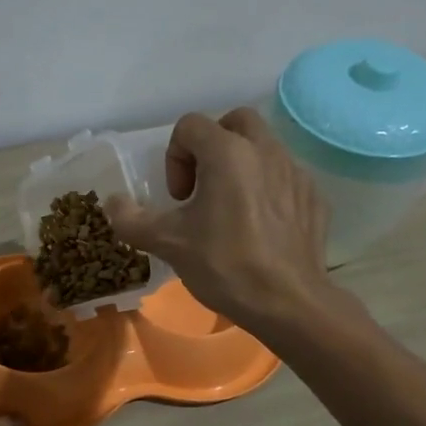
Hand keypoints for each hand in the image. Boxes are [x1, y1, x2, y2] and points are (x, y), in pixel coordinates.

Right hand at [107, 107, 331, 329]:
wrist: (288, 302)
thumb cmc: (224, 265)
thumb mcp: (168, 243)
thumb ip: (132, 219)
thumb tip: (111, 203)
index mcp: (227, 153)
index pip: (190, 126)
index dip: (174, 157)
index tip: (179, 197)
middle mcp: (265, 150)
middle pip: (234, 122)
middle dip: (212, 145)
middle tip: (203, 187)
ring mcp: (296, 172)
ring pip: (263, 148)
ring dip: (241, 166)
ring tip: (230, 210)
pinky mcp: (314, 196)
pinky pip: (285, 177)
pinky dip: (267, 189)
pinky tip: (259, 228)